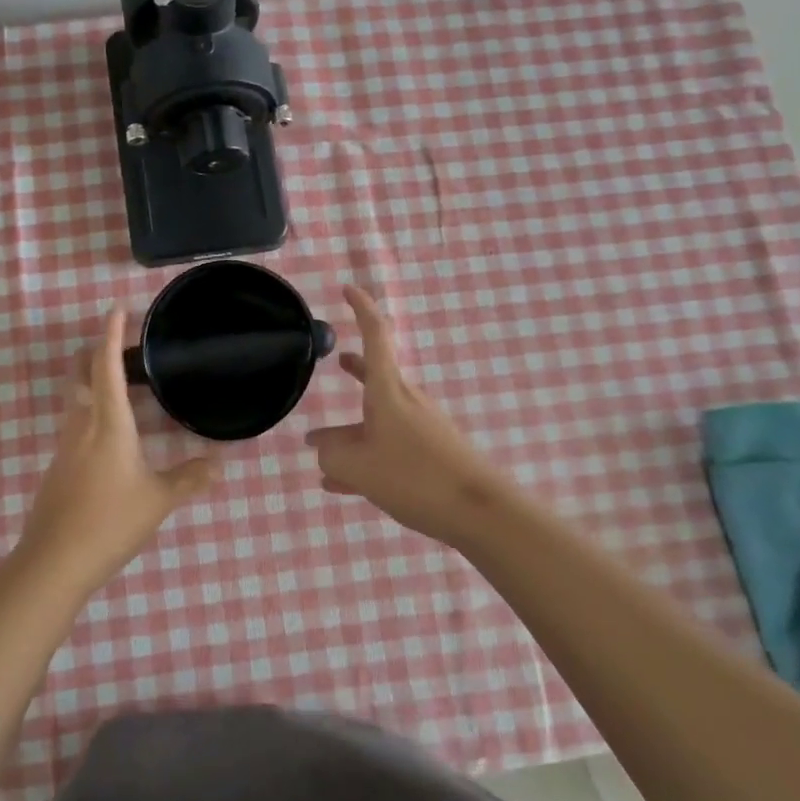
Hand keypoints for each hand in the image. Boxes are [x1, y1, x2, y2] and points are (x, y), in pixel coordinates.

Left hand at [16, 307, 218, 587]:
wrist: (54, 561)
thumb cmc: (110, 521)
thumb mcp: (158, 500)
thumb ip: (190, 479)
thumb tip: (220, 464)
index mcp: (108, 424)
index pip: (106, 367)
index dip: (111, 335)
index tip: (116, 308)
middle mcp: (81, 426)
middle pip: (79, 376)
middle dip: (93, 352)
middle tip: (118, 344)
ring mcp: (64, 447)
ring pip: (75, 401)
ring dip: (91, 383)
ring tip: (121, 386)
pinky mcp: (57, 468)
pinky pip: (74, 426)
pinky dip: (90, 413)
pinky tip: (109, 435)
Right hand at [306, 286, 524, 546]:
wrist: (480, 511)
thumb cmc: (415, 477)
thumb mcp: (357, 467)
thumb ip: (331, 453)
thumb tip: (322, 446)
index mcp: (389, 392)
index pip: (376, 336)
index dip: (362, 308)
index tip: (348, 288)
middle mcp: (406, 403)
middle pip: (376, 378)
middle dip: (354, 371)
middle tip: (336, 360)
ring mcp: (420, 429)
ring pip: (376, 421)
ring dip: (349, 429)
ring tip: (319, 442)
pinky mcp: (430, 455)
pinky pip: (387, 448)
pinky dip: (364, 456)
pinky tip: (341, 483)